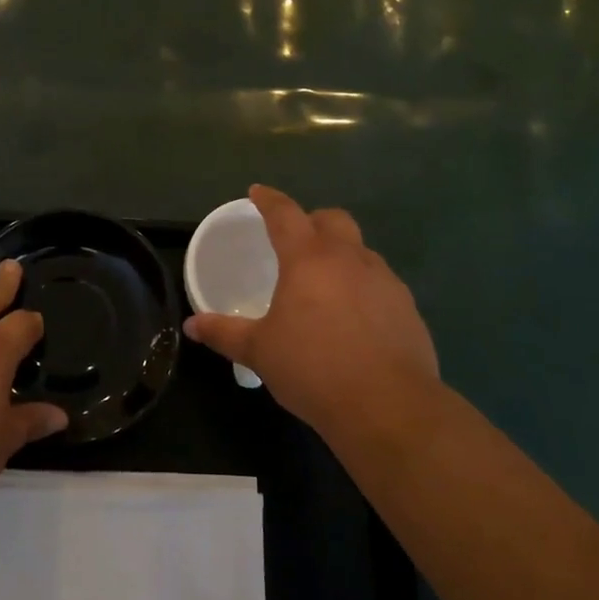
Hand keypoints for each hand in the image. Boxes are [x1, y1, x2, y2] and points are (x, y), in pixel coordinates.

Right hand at [184, 185, 441, 448]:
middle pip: (332, 219)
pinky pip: (380, 283)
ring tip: (324, 285)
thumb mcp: (260, 351)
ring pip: (360, 250)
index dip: (269, 200)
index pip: (285, 214)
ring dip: (341, 255)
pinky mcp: (407, 307)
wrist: (388, 406)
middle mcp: (349, 258)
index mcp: (308, 259)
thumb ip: (225, 333)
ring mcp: (384, 281)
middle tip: (295, 240)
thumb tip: (191, 326)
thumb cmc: (314, 369)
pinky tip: (354, 318)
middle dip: (312, 221)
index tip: (257, 192)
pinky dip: (363, 287)